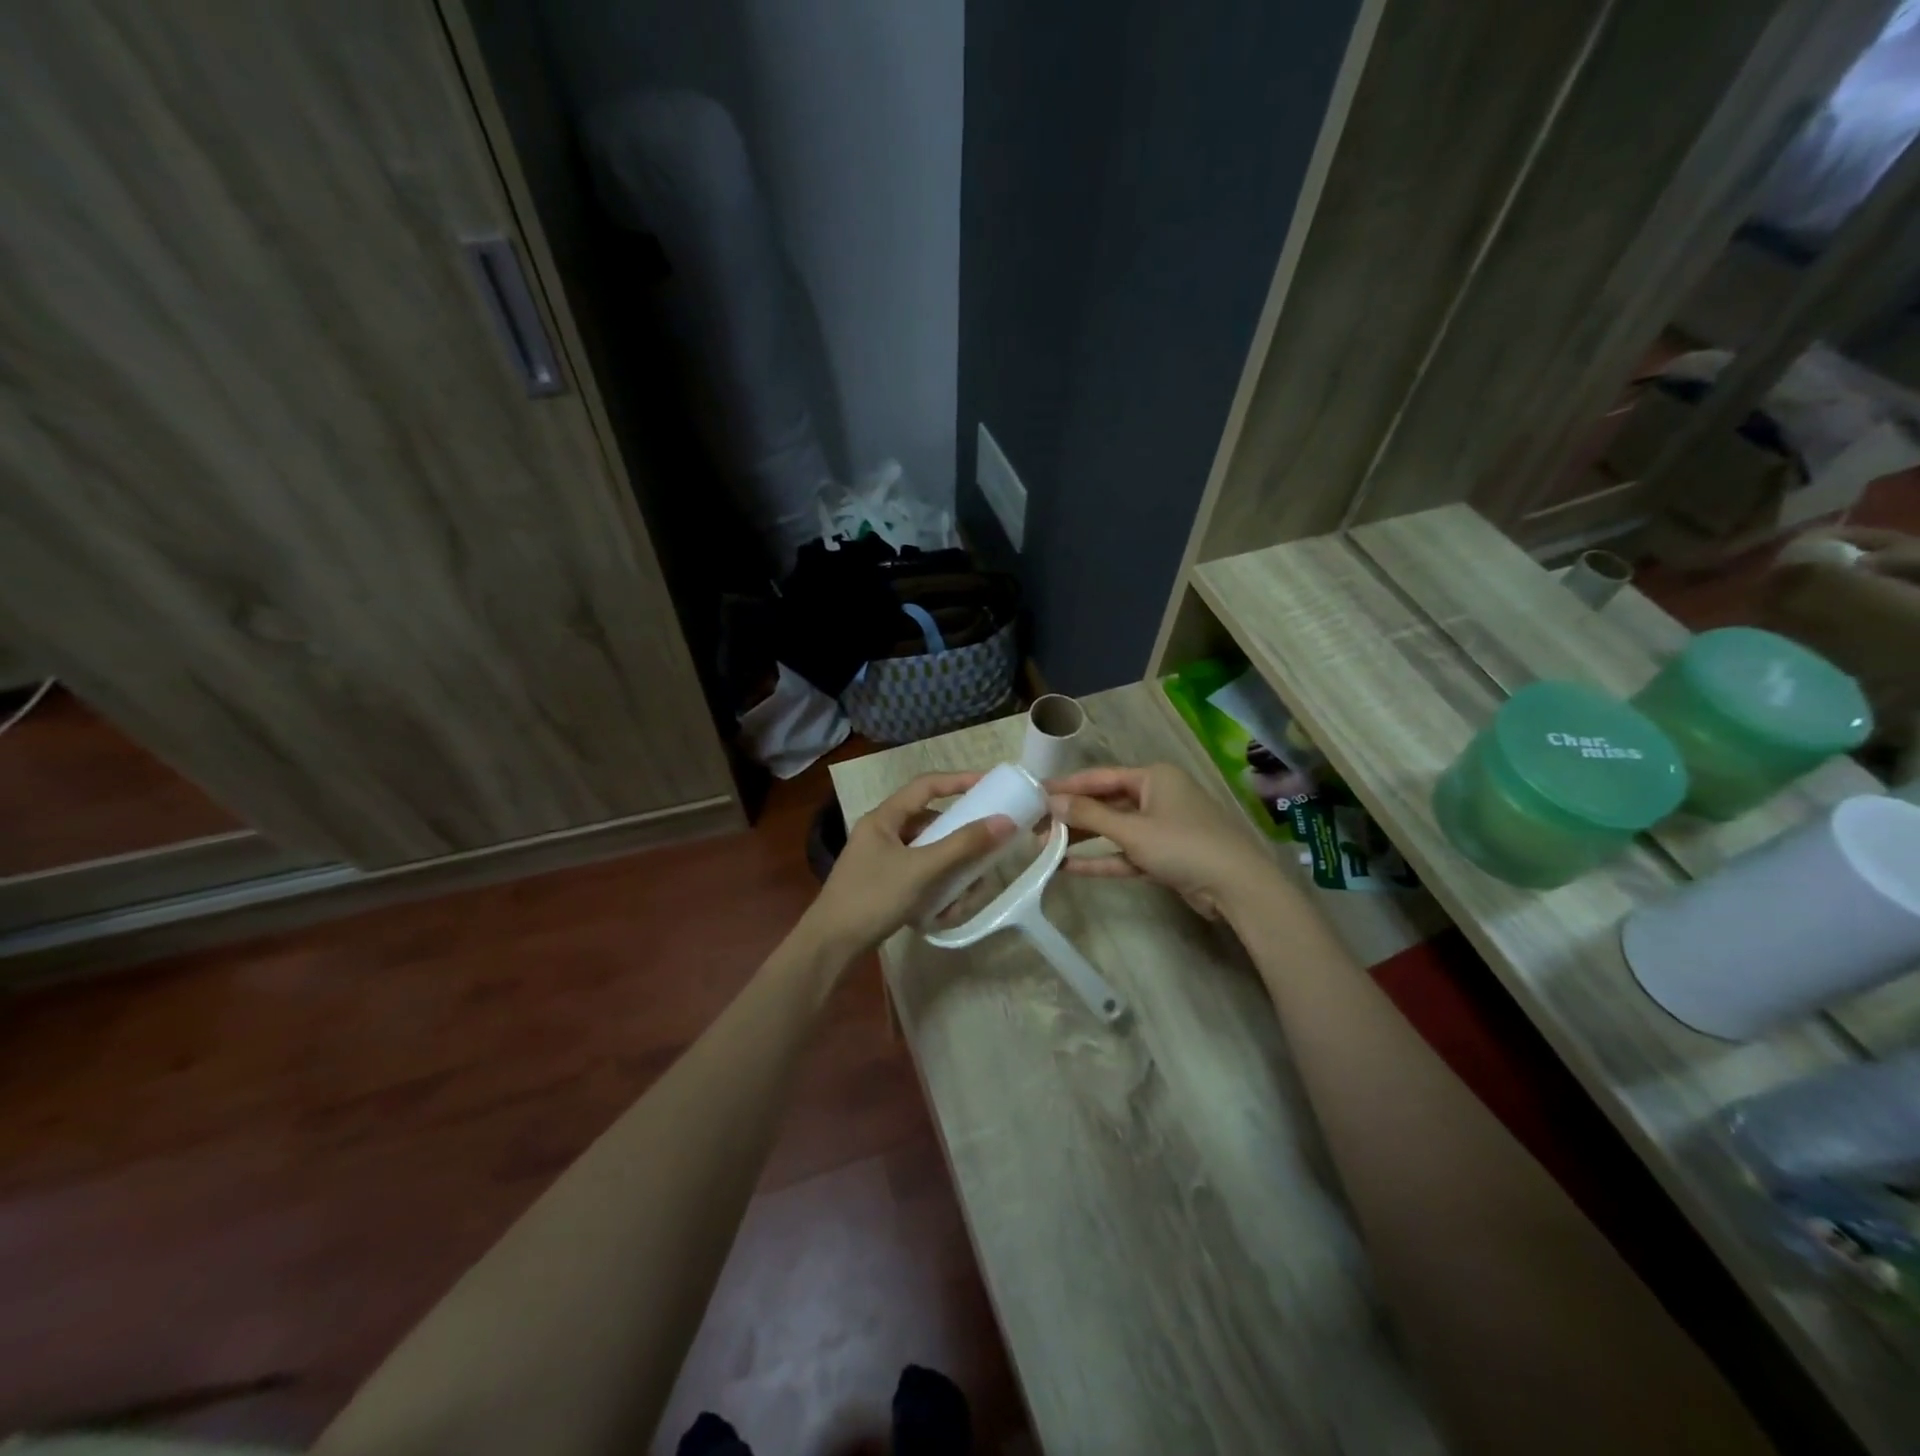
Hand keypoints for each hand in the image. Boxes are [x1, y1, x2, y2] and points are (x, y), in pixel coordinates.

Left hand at [797, 771, 1015, 963]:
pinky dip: (936, 889)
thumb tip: (1004, 821)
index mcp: (883, 818)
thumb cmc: (873, 898)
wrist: (830, 947)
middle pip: (930, 824)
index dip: (959, 781)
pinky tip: (945, 912)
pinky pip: (919, 876)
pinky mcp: (884, 885)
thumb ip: (963, 845)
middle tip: (986, 850)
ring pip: (927, 854)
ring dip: (950, 871)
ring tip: (966, 893)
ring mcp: (881, 861)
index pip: (926, 786)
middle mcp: (881, 833)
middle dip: (959, 840)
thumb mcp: (921, 869)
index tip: (990, 786)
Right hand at [1048, 763, 1274, 918]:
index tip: (1034, 794)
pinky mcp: (1164, 855)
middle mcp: (1157, 796)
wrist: (1236, 886)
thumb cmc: (1183, 845)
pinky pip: (1125, 852)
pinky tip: (1069, 867)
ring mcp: (1161, 827)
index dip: (1066, 786)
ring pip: (1113, 829)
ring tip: (1043, 847)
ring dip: (1082, 839)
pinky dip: (1101, 859)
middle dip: (1071, 816)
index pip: (1100, 777)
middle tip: (1033, 826)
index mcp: (1153, 777)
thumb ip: (1089, 816)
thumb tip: (1051, 802)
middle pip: (1105, 803)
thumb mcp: (1132, 830)